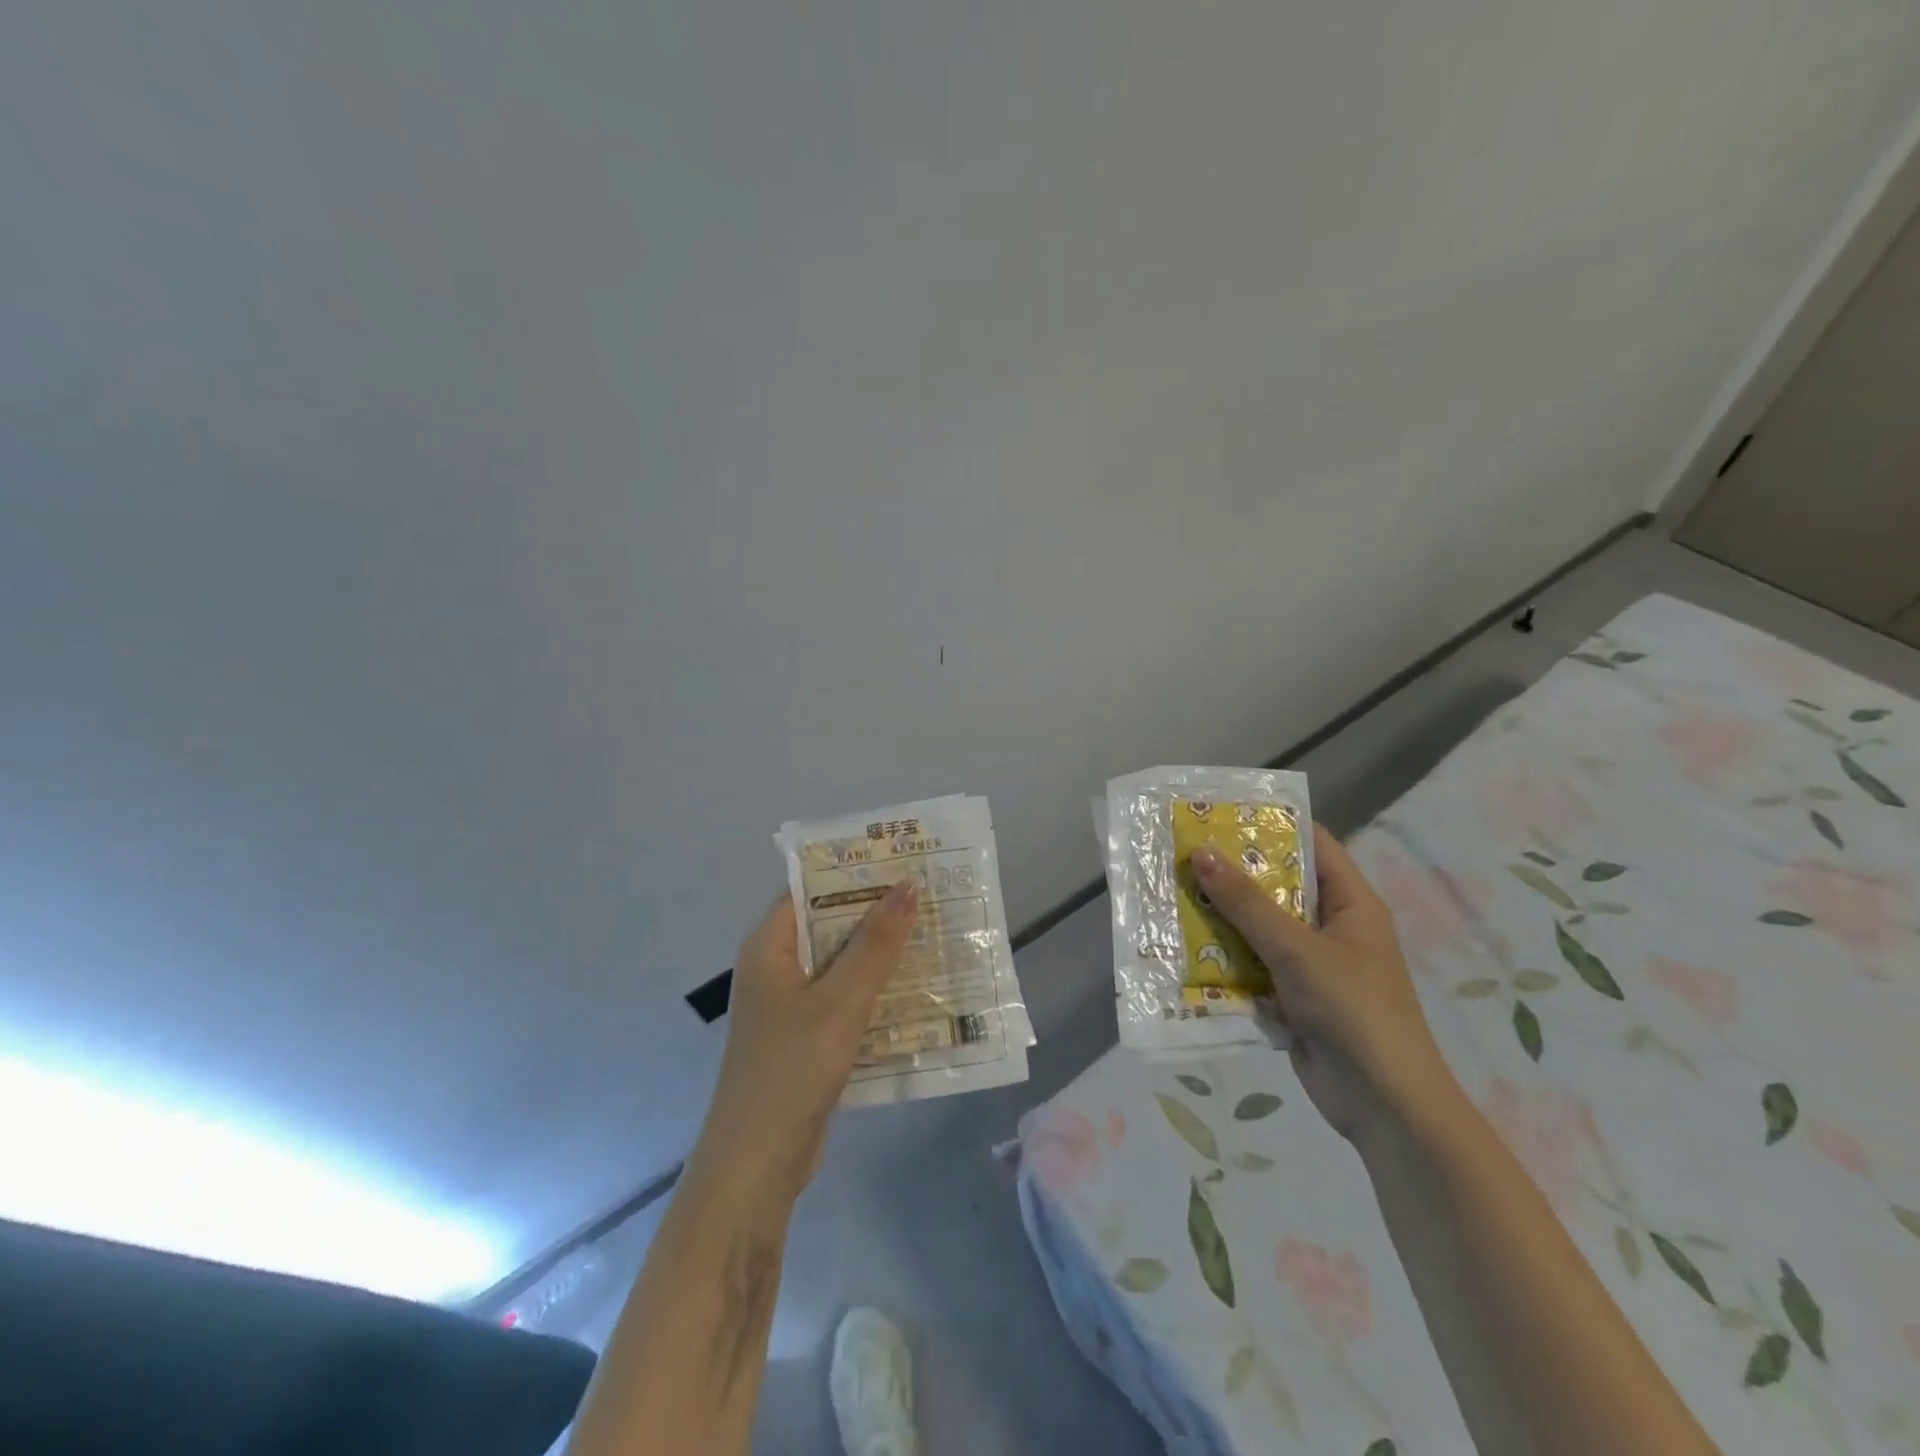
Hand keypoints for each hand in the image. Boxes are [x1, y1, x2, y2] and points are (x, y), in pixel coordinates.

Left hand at [685, 880, 919, 1204]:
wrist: (758, 1164)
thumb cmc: (792, 1067)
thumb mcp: (841, 999)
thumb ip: (875, 943)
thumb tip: (908, 885)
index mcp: (769, 946)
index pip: (809, 888)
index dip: (853, 871)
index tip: (899, 858)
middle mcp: (777, 967)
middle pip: (829, 924)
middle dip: (876, 910)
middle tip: (929, 892)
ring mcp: (792, 1005)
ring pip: (842, 963)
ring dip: (881, 951)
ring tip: (933, 930)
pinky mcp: (808, 1036)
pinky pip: (846, 998)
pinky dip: (876, 989)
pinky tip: (918, 985)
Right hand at [1191, 825, 1454, 1141]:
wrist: (1383, 1104)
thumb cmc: (1352, 1010)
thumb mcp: (1296, 949)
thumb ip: (1247, 903)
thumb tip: (1200, 853)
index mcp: (1351, 903)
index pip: (1312, 844)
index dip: (1271, 823)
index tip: (1221, 812)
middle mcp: (1331, 926)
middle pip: (1277, 885)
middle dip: (1232, 872)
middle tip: (1182, 852)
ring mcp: (1310, 963)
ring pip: (1258, 926)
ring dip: (1221, 916)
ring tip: (1172, 892)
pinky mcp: (1291, 996)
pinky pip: (1252, 964)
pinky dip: (1223, 957)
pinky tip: (1183, 946)